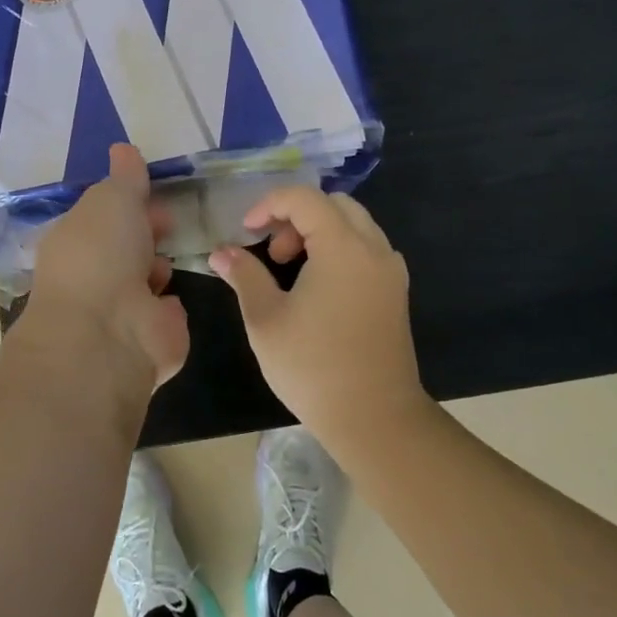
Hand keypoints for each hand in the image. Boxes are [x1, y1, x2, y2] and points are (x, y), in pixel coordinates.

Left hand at [25, 144, 189, 391]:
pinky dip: (170, 306)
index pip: (104, 215)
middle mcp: (92, 274)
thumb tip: (123, 148)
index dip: (129, 203)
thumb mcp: (113, 198)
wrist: (109, 332)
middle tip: (169, 224)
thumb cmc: (102, 254)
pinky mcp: (147, 339)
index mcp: (75, 240)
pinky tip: (171, 301)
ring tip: (162, 268)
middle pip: (127, 245)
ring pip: (146, 279)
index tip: (154, 196)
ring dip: (158, 269)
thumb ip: (125, 177)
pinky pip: (164, 313)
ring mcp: (118, 310)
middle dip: (148, 234)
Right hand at [211, 188, 427, 444]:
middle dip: (296, 217)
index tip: (246, 232)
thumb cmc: (314, 366)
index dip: (269, 205)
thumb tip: (221, 253)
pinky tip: (318, 286)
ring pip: (353, 224)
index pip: (304, 198)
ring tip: (290, 269)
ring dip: (318, 232)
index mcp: (343, 247)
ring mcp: (390, 270)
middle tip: (272, 253)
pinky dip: (339, 249)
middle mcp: (373, 248)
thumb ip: (244, 275)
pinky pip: (366, 248)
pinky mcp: (395, 292)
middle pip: (333, 204)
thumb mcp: (266, 319)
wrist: (375, 418)